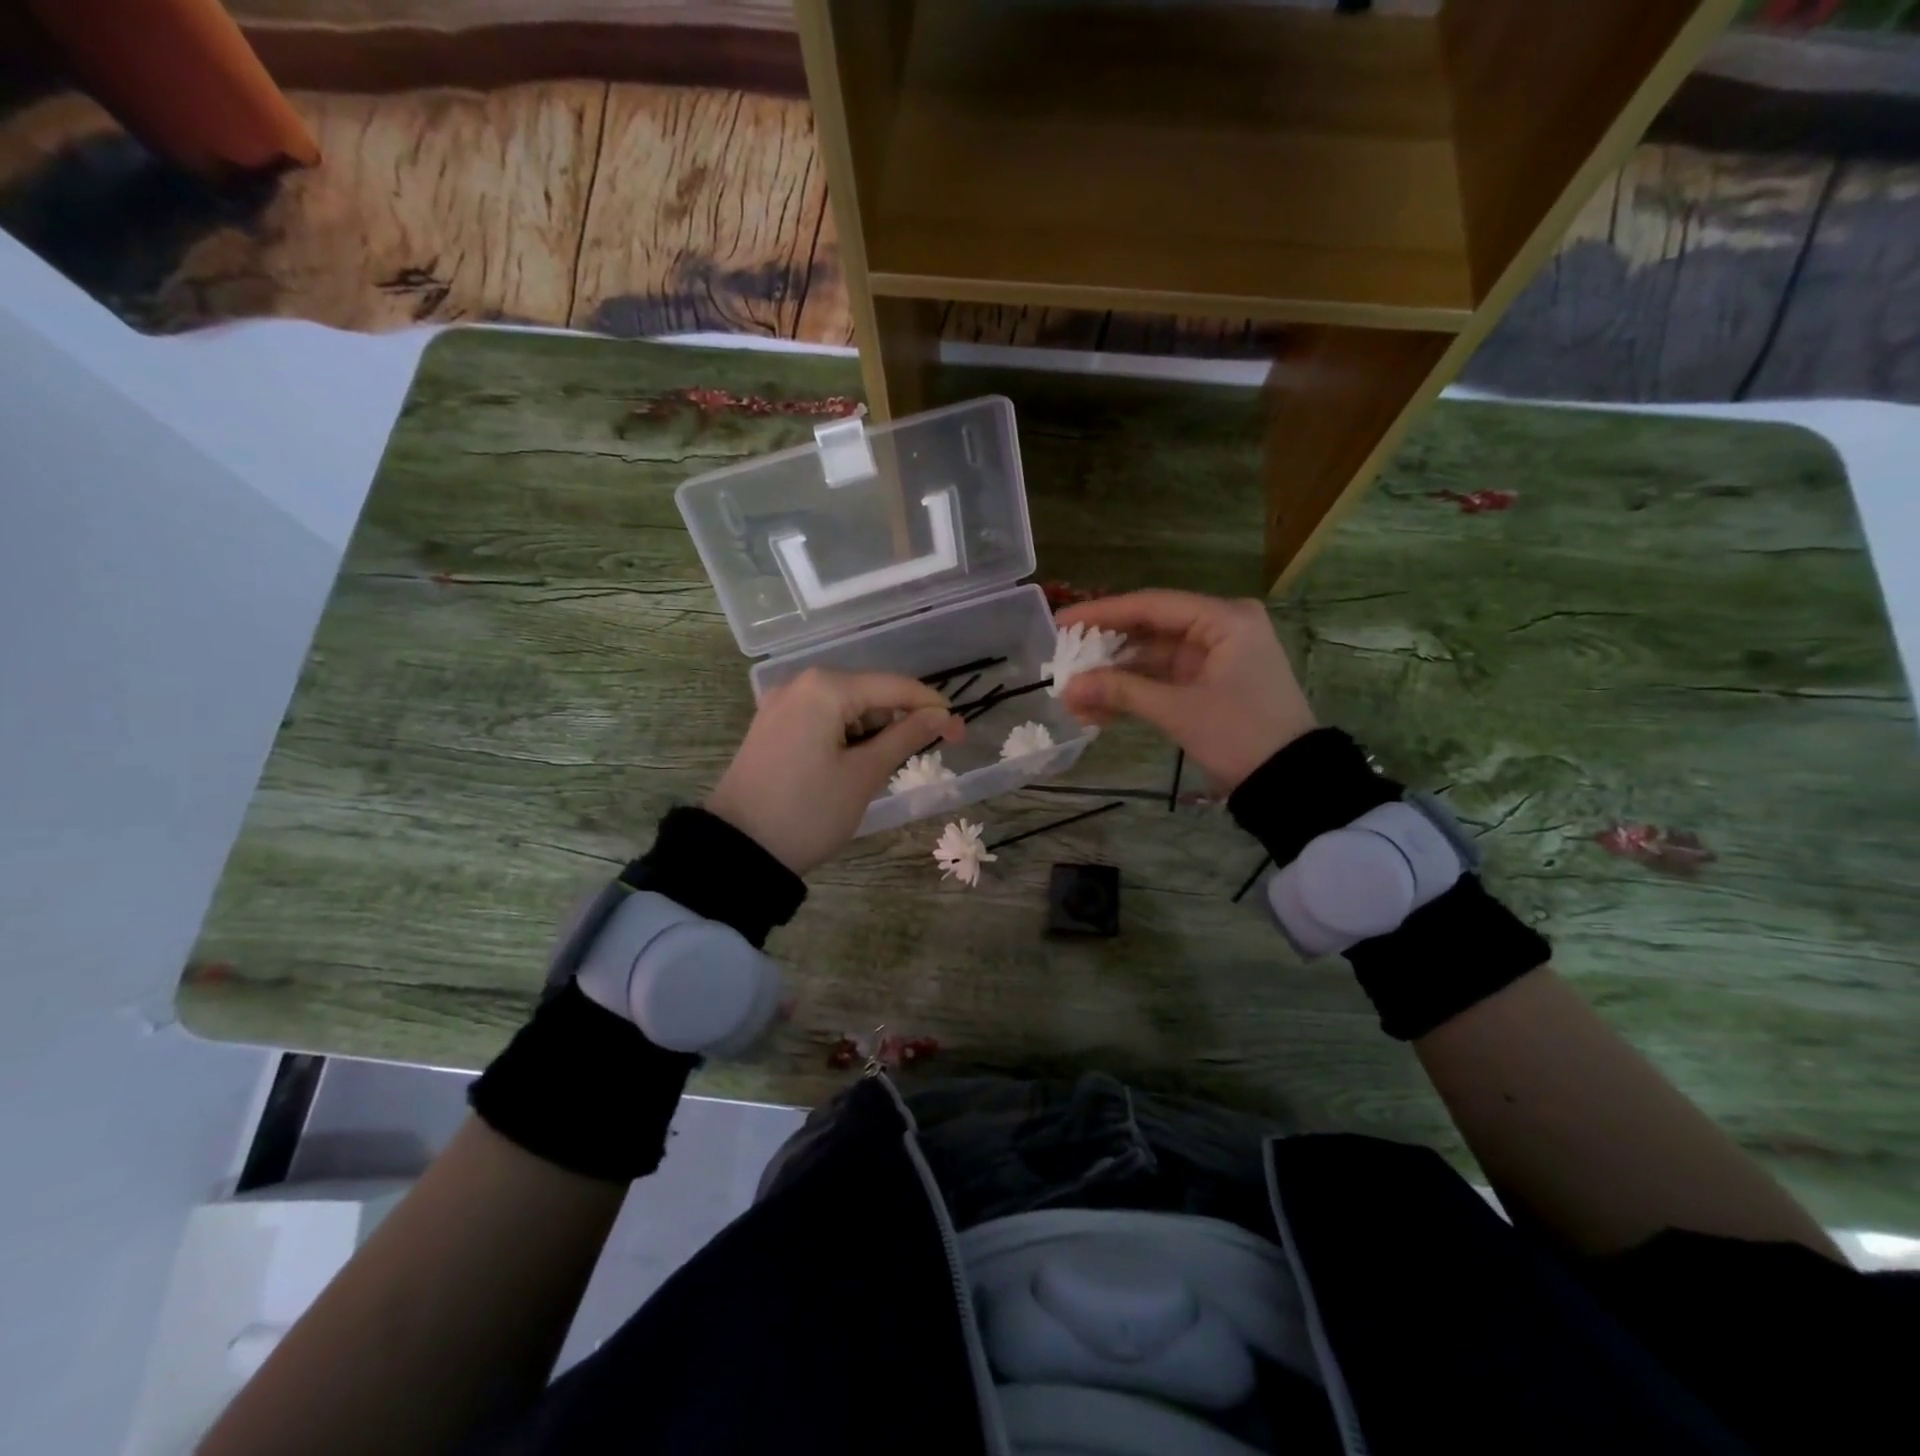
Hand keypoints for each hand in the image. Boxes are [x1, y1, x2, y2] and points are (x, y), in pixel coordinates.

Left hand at [706, 669, 960, 874]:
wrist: (739, 849)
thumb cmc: (809, 812)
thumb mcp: (864, 775)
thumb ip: (906, 737)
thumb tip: (941, 715)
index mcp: (826, 688)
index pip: (895, 687)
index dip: (932, 707)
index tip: (959, 732)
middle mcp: (801, 683)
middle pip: (869, 693)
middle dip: (901, 720)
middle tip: (927, 754)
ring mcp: (781, 704)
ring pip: (846, 707)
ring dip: (873, 731)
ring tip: (884, 768)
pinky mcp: (772, 726)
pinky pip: (822, 719)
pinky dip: (846, 735)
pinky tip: (853, 763)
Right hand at [1056, 590, 1315, 792]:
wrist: (1291, 782)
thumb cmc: (1241, 735)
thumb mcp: (1178, 711)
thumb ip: (1121, 692)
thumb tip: (1068, 687)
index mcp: (1224, 619)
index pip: (1152, 605)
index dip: (1103, 614)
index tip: (1061, 623)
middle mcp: (1220, 628)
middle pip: (1150, 630)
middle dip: (1105, 652)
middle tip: (1062, 661)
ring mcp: (1215, 657)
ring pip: (1152, 658)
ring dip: (1115, 679)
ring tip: (1074, 699)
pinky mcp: (1210, 683)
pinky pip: (1163, 679)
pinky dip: (1134, 693)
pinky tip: (1099, 712)